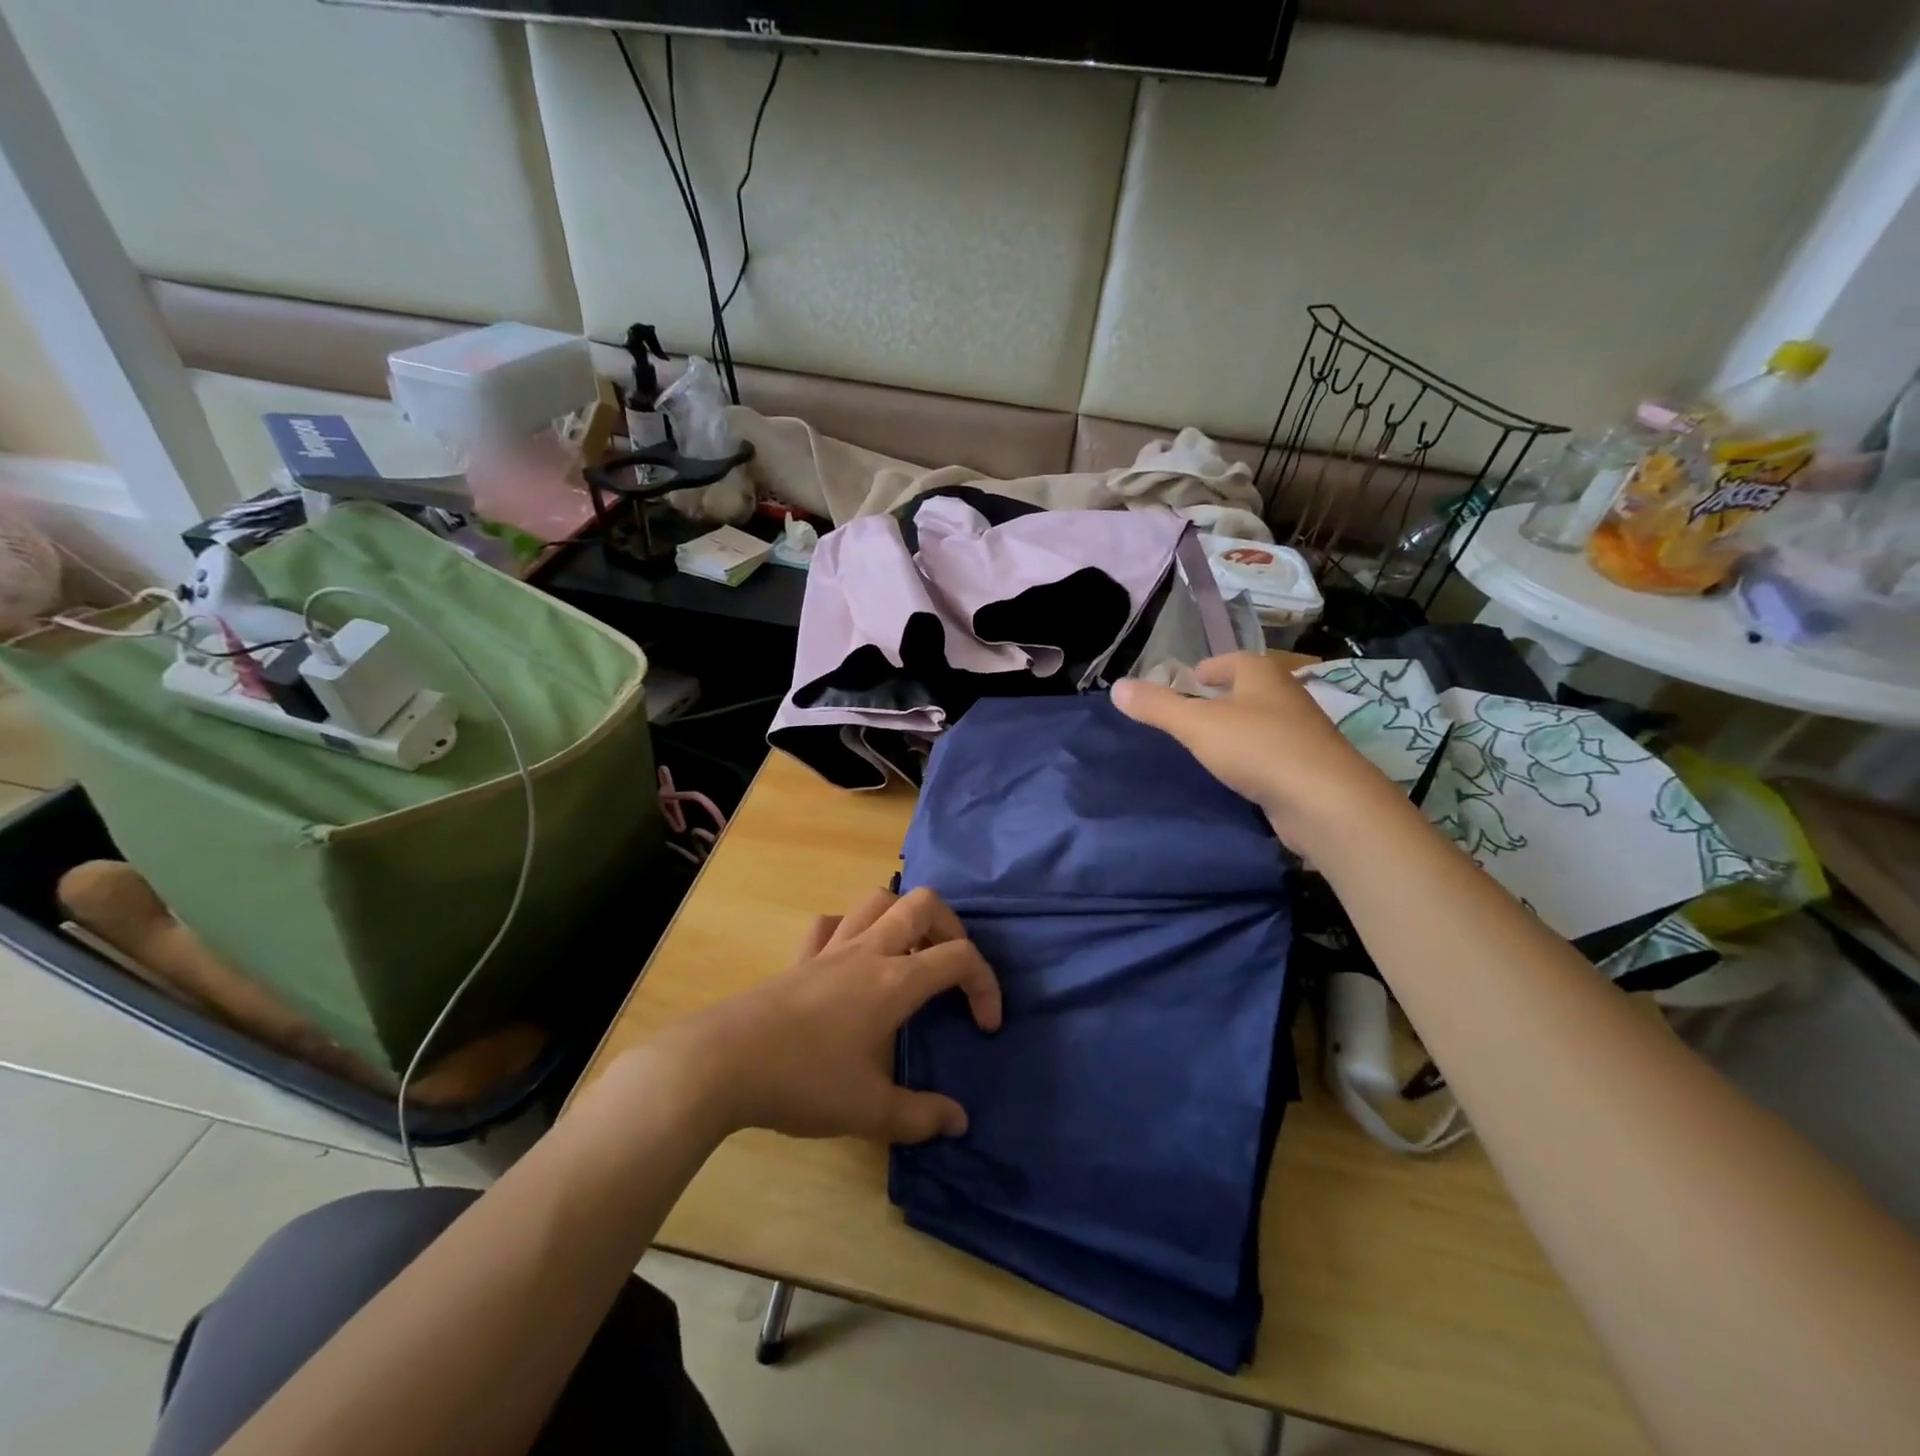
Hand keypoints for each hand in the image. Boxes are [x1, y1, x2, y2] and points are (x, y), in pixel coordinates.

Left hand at [653, 887, 1001, 1144]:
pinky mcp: (801, 958)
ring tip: (910, 956)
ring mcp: (832, 948)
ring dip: (904, 917)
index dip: (986, 984)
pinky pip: (831, 925)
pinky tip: (851, 959)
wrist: (723, 1063)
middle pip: (924, 903)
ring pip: (878, 900)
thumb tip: (958, 1122)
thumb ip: (920, 1117)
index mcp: (895, 981)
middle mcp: (869, 951)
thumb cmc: (803, 1081)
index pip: (960, 957)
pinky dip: (850, 930)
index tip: (985, 1026)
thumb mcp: (869, 1111)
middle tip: (952, 968)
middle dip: (952, 927)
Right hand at [1111, 653, 1392, 850]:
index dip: (1204, 671)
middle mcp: (1285, 695)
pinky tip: (1235, 776)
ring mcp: (1300, 731)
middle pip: (1244, 690)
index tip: (1183, 686)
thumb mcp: (1197, 725)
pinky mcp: (1307, 766)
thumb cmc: (1258, 748)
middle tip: (1186, 719)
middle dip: (1218, 700)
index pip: (1227, 661)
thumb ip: (1157, 707)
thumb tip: (1117, 687)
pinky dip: (1250, 759)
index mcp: (1261, 673)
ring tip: (1205, 749)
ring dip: (1235, 732)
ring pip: (1258, 723)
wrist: (1325, 801)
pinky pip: (1269, 754)